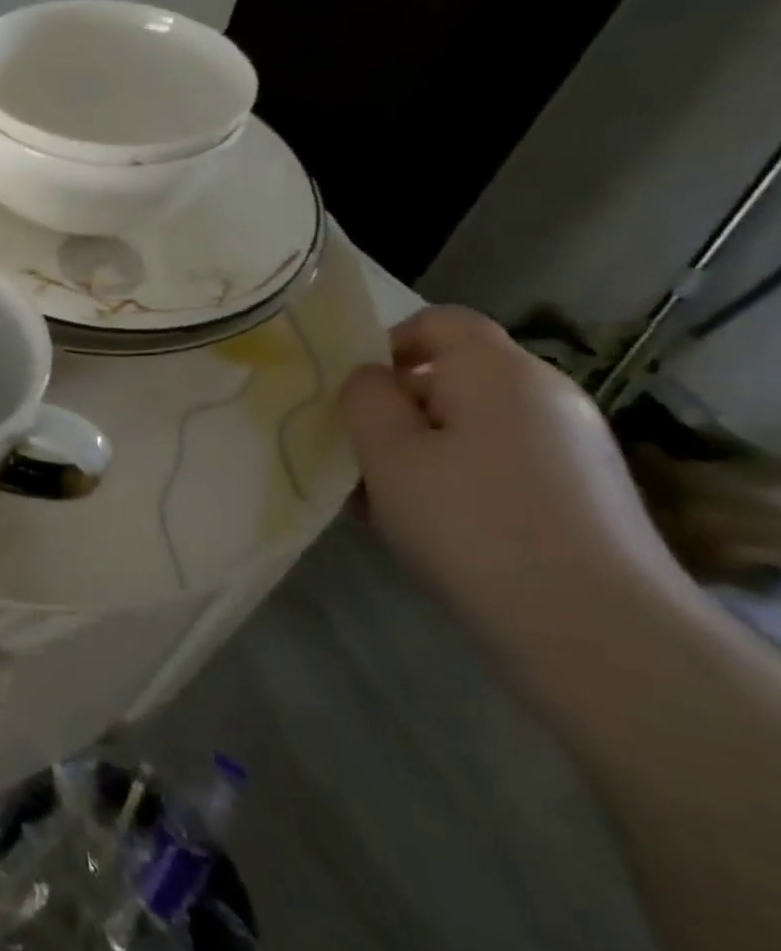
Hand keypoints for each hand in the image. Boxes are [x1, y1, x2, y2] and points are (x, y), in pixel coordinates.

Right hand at [338, 306, 683, 661]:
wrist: (595, 629)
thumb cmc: (469, 522)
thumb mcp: (386, 453)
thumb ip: (364, 398)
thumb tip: (372, 379)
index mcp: (499, 372)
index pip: (440, 321)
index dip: (388, 344)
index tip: (355, 394)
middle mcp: (546, 396)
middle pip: (452, 376)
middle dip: (396, 410)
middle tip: (358, 458)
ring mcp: (572, 446)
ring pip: (470, 425)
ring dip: (419, 451)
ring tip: (383, 503)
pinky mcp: (581, 493)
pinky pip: (498, 462)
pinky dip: (456, 478)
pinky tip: (429, 526)